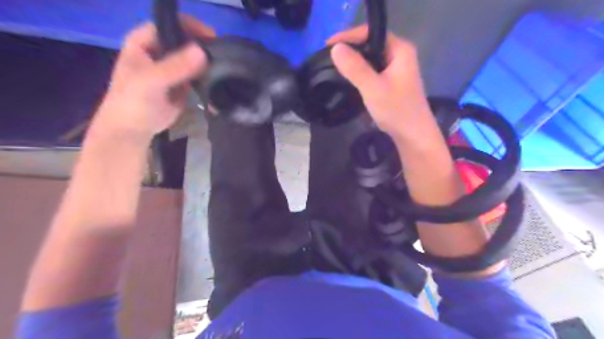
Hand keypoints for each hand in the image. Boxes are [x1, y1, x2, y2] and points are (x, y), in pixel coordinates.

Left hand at [93, 16, 214, 142]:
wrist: (134, 130)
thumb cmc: (133, 103)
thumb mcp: (151, 82)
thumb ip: (175, 67)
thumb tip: (202, 52)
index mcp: (143, 43)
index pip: (168, 25)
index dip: (188, 26)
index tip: (211, 36)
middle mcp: (159, 52)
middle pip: (183, 41)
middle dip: (202, 46)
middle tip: (221, 55)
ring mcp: (171, 69)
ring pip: (192, 59)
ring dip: (207, 62)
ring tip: (223, 67)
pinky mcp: (182, 84)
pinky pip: (197, 75)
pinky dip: (207, 77)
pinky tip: (219, 79)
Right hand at [329, 26, 436, 140]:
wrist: (413, 135)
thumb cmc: (396, 111)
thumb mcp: (373, 88)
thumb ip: (355, 68)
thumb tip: (335, 48)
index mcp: (400, 50)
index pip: (371, 32)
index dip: (348, 36)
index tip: (328, 45)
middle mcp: (400, 55)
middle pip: (371, 44)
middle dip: (350, 49)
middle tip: (328, 57)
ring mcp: (396, 69)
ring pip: (371, 58)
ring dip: (354, 62)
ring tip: (334, 66)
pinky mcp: (392, 81)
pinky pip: (372, 70)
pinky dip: (360, 72)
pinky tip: (348, 78)